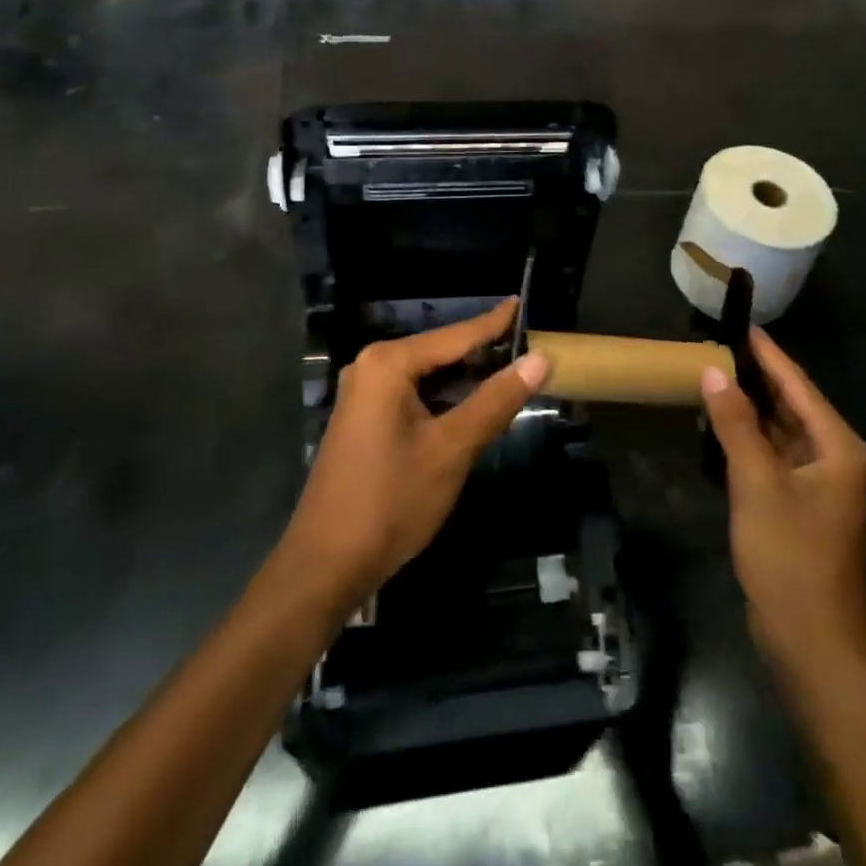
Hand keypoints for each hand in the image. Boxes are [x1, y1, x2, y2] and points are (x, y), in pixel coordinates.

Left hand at [278, 300, 547, 610]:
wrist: (326, 565)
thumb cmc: (391, 500)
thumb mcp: (452, 448)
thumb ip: (496, 399)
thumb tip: (540, 359)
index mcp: (388, 364)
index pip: (456, 335)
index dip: (494, 322)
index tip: (523, 300)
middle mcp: (371, 367)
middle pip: (440, 352)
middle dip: (482, 351)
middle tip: (529, 345)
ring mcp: (363, 394)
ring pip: (427, 375)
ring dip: (465, 376)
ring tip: (511, 368)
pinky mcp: (363, 419)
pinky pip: (412, 393)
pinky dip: (444, 396)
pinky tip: (472, 402)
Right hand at [703, 329, 865, 681]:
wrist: (812, 644)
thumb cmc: (790, 557)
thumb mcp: (757, 483)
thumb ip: (736, 424)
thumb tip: (714, 371)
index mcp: (838, 447)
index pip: (798, 385)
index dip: (769, 355)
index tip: (741, 324)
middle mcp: (834, 459)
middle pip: (791, 406)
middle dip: (756, 379)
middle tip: (717, 348)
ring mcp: (818, 486)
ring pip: (781, 432)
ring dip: (749, 409)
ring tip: (712, 378)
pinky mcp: (800, 507)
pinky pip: (773, 458)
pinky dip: (748, 441)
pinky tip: (719, 428)